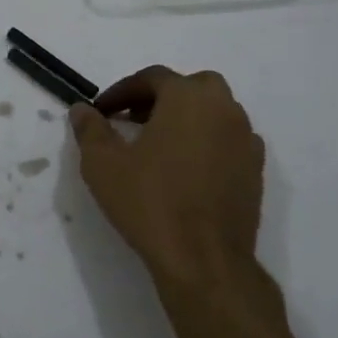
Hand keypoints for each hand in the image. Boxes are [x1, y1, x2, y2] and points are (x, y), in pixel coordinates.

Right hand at [69, 66, 265, 299]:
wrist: (203, 259)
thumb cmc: (149, 202)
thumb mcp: (103, 164)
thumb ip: (90, 129)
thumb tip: (82, 109)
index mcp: (188, 97)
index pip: (152, 78)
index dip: (122, 91)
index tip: (102, 111)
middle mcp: (224, 108)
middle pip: (191, 87)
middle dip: (160, 98)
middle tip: (133, 120)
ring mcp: (245, 139)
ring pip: (214, 112)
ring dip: (186, 118)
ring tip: (158, 145)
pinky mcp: (256, 170)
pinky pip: (228, 140)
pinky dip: (207, 142)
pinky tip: (187, 169)